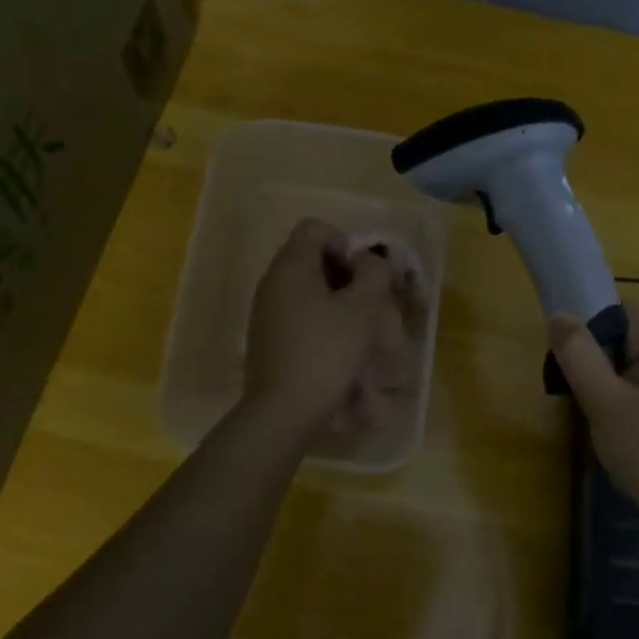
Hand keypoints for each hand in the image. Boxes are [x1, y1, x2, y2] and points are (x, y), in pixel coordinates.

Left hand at [243, 218, 395, 434]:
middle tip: (368, 303)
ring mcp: (265, 312)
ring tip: (359, 332)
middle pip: (311, 259)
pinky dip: (321, 324)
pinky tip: (337, 352)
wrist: (283, 410)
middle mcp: (272, 283)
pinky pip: (298, 316)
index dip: (345, 242)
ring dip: (336, 303)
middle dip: (346, 276)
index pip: (315, 228)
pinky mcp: (266, 339)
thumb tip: (368, 260)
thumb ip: (372, 275)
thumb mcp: (362, 310)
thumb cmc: (326, 353)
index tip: (362, 274)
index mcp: (291, 267)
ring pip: (307, 291)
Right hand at [548, 302, 638, 544]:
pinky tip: (616, 430)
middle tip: (571, 391)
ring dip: (608, 383)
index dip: (586, 325)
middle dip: (594, 358)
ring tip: (590, 413)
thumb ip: (579, 355)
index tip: (564, 356)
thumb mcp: (604, 402)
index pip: (618, 310)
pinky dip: (626, 400)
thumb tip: (558, 314)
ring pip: (634, 367)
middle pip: (625, 337)